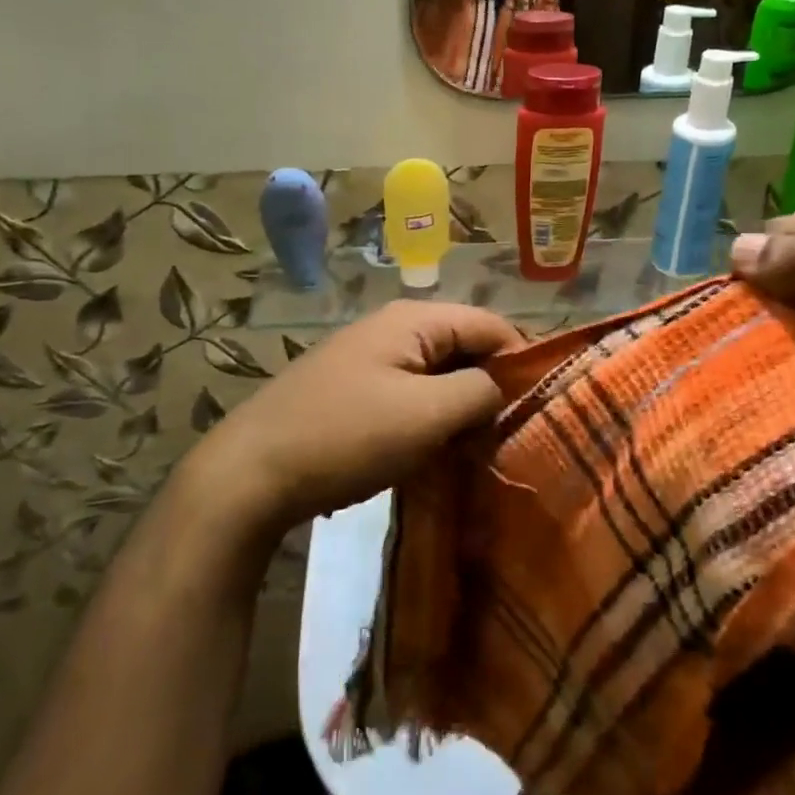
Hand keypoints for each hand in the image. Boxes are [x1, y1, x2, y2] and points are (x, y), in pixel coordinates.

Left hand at [189, 301, 521, 539]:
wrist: (251, 474)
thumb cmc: (347, 437)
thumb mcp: (426, 415)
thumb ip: (479, 391)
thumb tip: (502, 385)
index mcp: (413, 320)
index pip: (490, 324)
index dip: (522, 359)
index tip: (543, 405)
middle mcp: (390, 328)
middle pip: (462, 346)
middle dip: (490, 385)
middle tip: (513, 432)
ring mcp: (366, 359)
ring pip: (434, 374)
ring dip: (459, 406)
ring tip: (479, 445)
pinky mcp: (349, 391)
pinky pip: (407, 394)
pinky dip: (428, 417)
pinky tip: (435, 449)